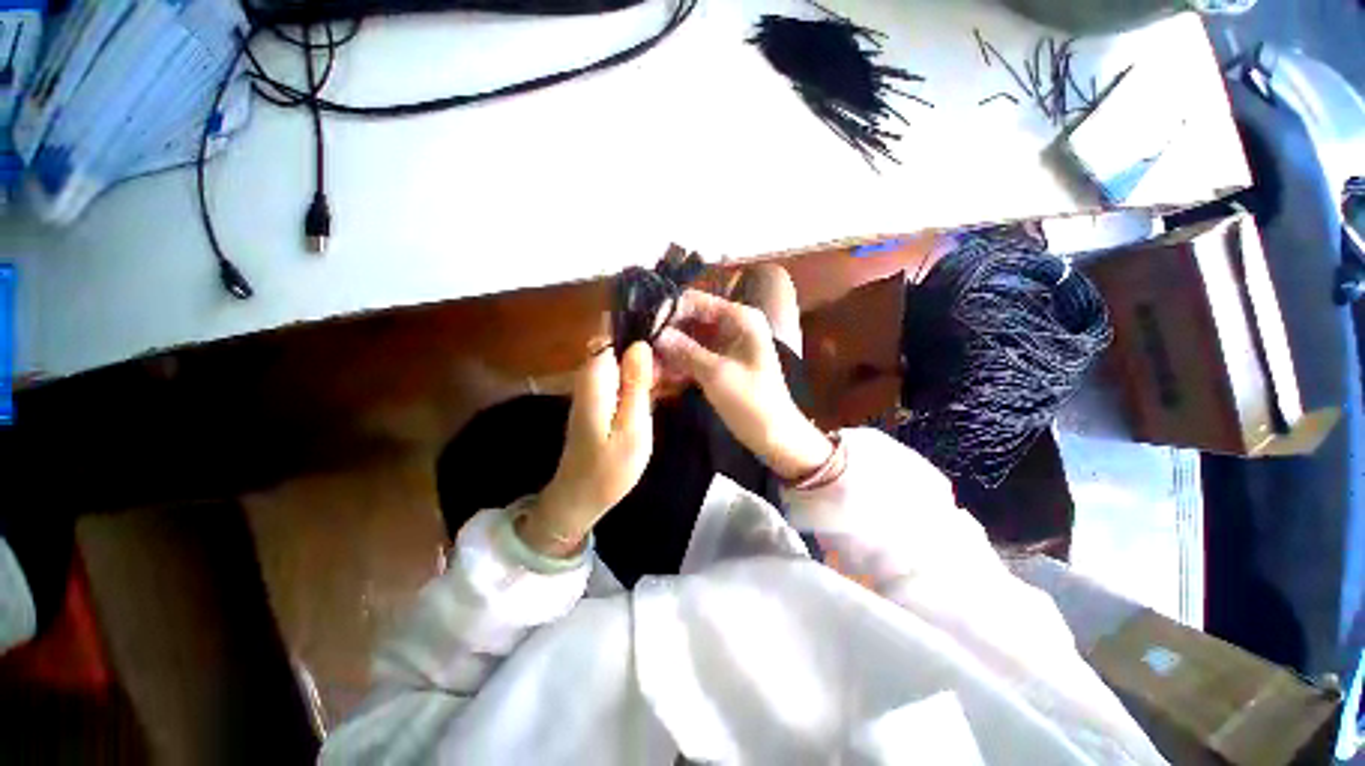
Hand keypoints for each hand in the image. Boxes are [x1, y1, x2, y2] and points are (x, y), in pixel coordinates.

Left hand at [520, 341, 654, 556]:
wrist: (580, 498)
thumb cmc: (610, 467)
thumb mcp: (633, 427)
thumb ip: (636, 384)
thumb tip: (640, 344)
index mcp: (596, 378)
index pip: (612, 334)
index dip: (638, 331)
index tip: (666, 339)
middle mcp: (590, 377)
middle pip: (619, 345)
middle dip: (647, 350)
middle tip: (675, 367)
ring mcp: (593, 389)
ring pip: (622, 361)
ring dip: (646, 366)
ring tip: (673, 376)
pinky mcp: (599, 400)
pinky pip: (621, 378)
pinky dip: (639, 380)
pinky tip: (660, 390)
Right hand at [654, 290, 832, 480]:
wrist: (775, 437)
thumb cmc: (752, 402)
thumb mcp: (716, 374)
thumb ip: (684, 350)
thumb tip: (655, 334)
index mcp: (740, 318)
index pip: (695, 301)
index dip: (668, 311)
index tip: (641, 327)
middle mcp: (733, 325)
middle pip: (690, 320)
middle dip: (666, 334)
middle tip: (639, 350)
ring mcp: (727, 345)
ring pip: (689, 339)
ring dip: (669, 352)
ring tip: (646, 366)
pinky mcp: (721, 363)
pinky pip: (694, 356)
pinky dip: (679, 364)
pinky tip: (659, 376)